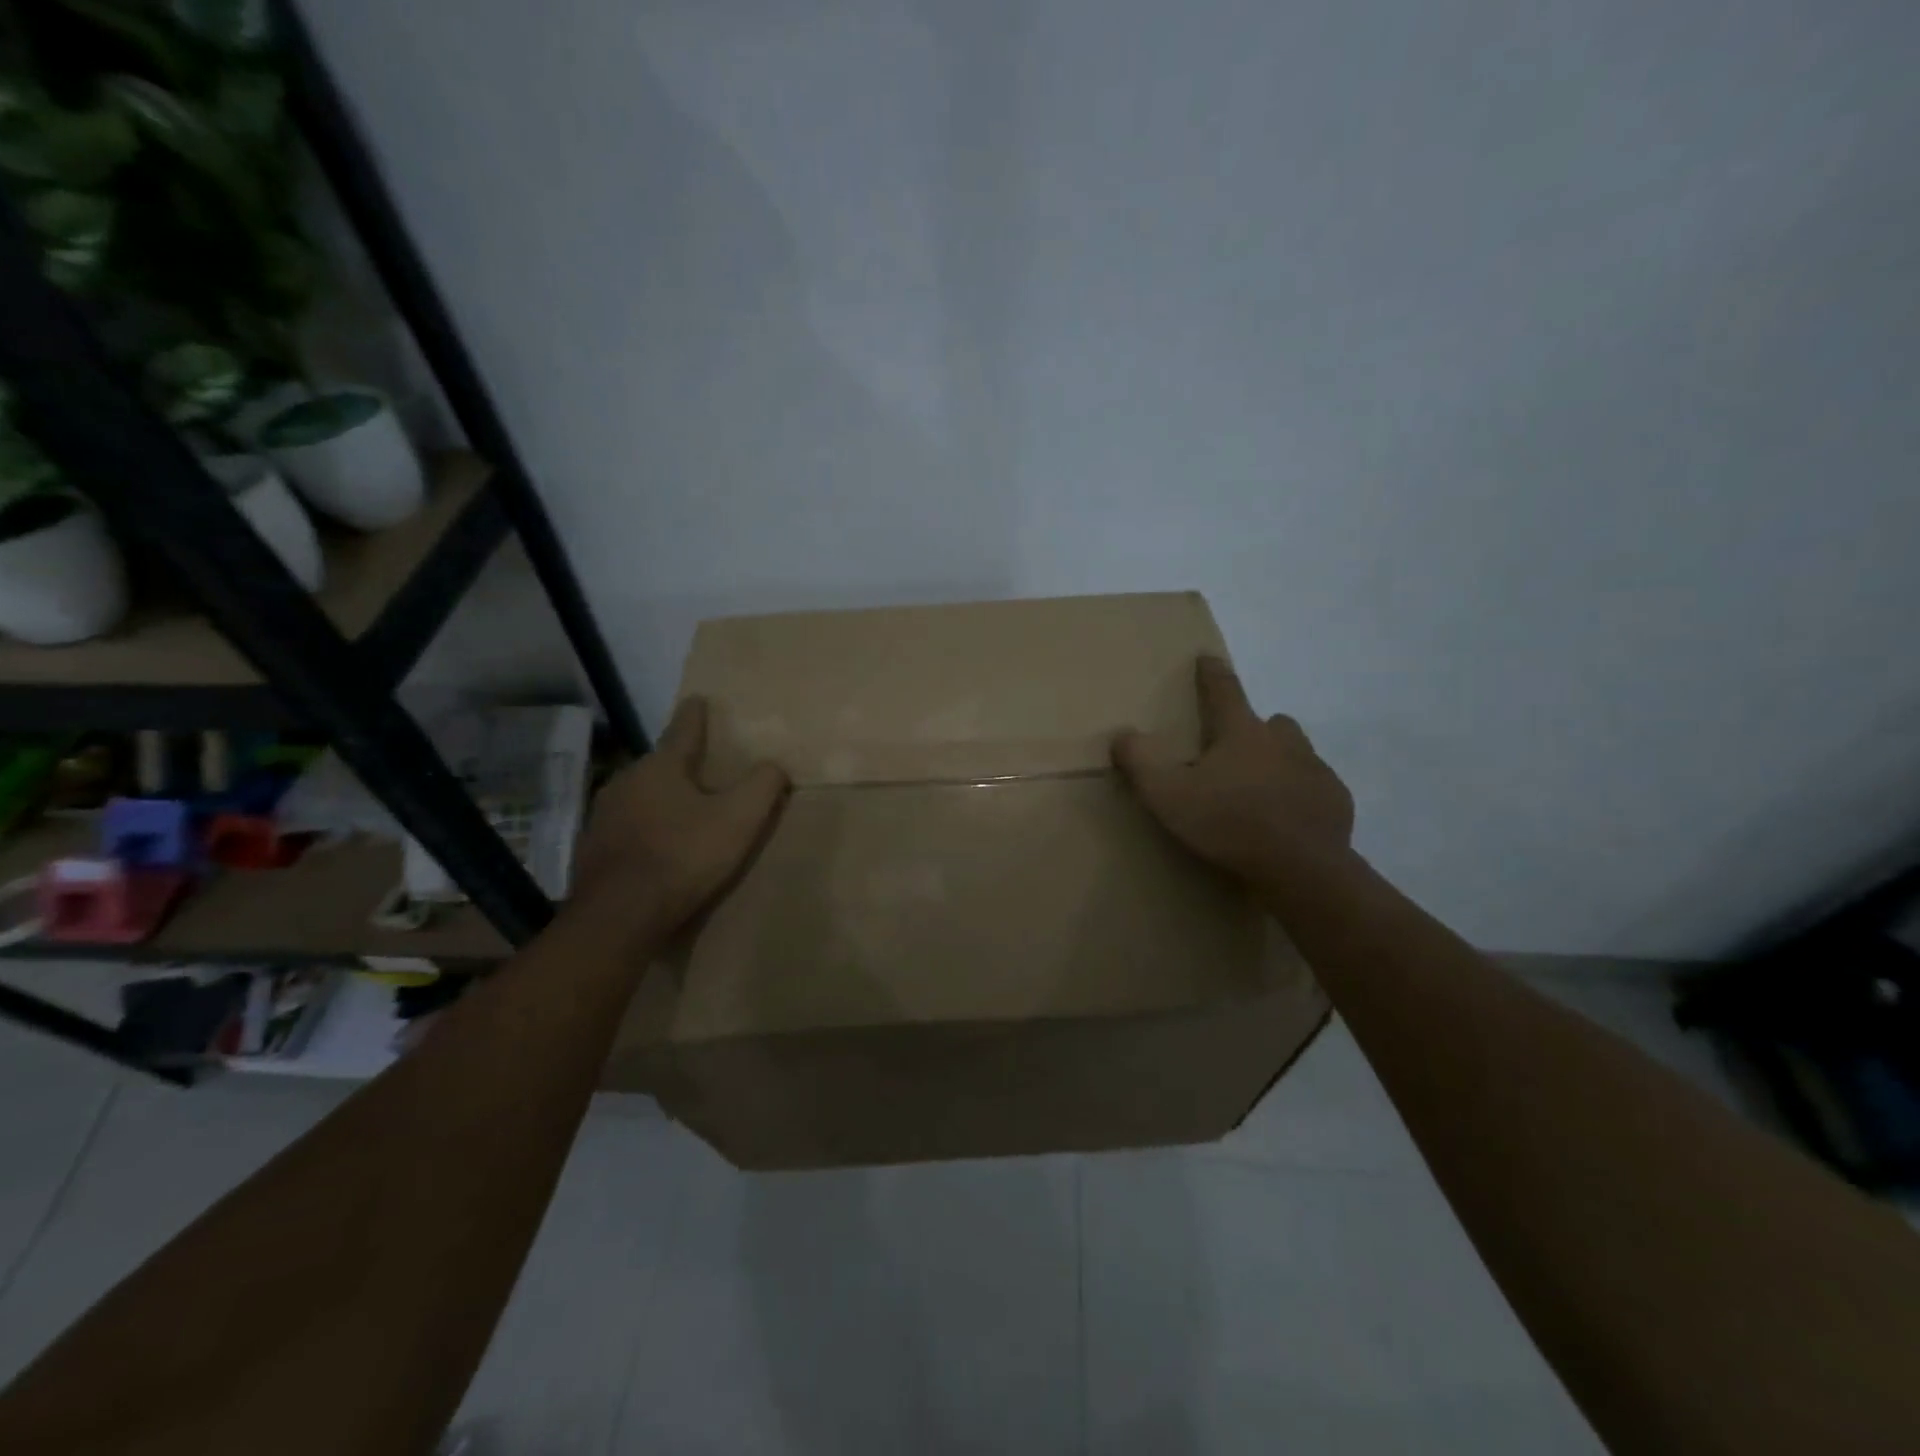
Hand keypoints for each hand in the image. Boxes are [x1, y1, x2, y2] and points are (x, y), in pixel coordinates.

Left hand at [572, 697, 787, 930]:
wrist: (619, 916)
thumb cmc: (683, 856)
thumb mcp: (739, 818)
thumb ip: (763, 785)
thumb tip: (775, 766)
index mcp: (661, 767)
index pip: (682, 730)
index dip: (695, 714)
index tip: (698, 698)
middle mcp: (626, 782)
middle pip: (659, 765)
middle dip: (679, 765)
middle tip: (701, 770)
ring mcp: (603, 816)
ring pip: (640, 796)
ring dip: (660, 799)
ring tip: (681, 811)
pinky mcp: (593, 849)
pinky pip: (626, 828)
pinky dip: (644, 830)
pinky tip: (656, 848)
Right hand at [1114, 656, 1353, 880]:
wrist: (1300, 868)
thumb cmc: (1228, 823)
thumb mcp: (1167, 795)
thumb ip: (1140, 762)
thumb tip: (1122, 734)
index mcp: (1241, 732)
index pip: (1224, 690)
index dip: (1212, 673)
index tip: (1207, 658)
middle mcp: (1283, 741)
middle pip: (1270, 722)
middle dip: (1254, 729)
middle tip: (1234, 752)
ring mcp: (1314, 769)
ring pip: (1296, 752)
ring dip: (1279, 761)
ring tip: (1259, 790)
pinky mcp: (1335, 800)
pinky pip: (1315, 787)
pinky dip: (1300, 795)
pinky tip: (1286, 820)